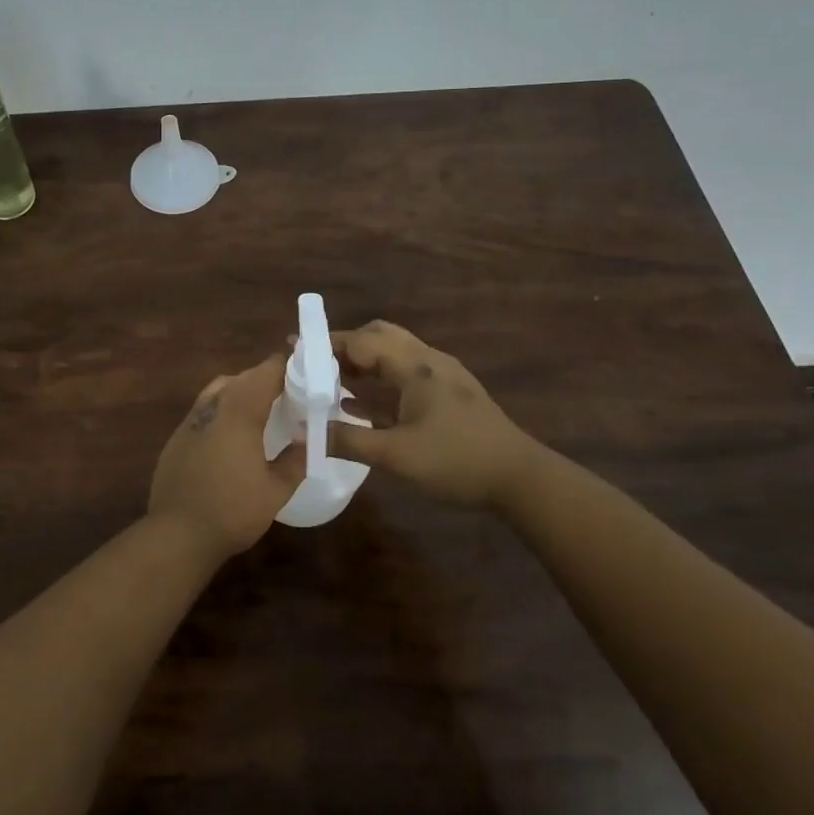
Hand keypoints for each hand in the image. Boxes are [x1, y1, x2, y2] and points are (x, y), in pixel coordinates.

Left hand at [149, 355, 302, 559]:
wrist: (178, 534)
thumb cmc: (233, 511)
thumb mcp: (276, 491)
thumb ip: (295, 461)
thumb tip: (306, 439)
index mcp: (240, 412)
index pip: (265, 373)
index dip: (285, 366)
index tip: (304, 371)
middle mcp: (213, 407)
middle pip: (242, 378)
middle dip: (265, 379)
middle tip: (288, 393)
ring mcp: (190, 420)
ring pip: (219, 389)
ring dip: (241, 390)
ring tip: (261, 409)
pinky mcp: (177, 436)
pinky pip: (204, 409)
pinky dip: (222, 409)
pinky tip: (231, 434)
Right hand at [327, 320, 548, 506]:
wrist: (520, 478)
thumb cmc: (456, 461)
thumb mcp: (396, 455)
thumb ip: (349, 441)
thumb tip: (306, 433)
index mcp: (414, 366)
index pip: (361, 341)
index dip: (325, 344)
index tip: (293, 348)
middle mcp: (427, 359)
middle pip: (378, 336)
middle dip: (344, 346)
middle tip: (314, 365)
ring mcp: (441, 375)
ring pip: (393, 354)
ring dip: (362, 363)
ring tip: (330, 382)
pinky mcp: (449, 392)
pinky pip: (404, 374)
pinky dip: (379, 380)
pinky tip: (361, 405)